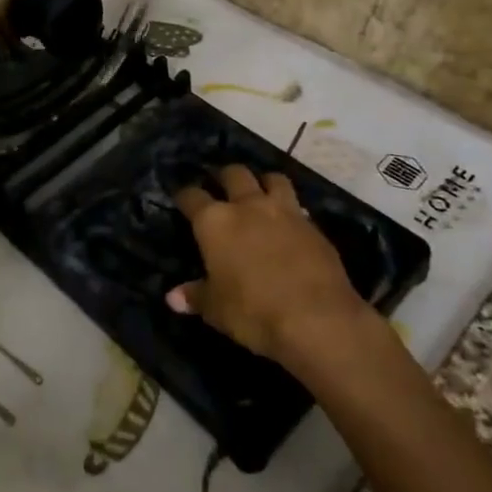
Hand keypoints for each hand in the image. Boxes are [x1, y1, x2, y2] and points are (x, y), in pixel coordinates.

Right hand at [169, 165, 367, 366]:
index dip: (184, 196)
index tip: (182, 199)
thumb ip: (196, 296)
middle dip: (224, 177)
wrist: (317, 318)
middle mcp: (247, 206)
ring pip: (272, 178)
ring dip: (263, 182)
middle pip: (234, 174)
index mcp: (215, 222)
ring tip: (260, 193)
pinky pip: (298, 206)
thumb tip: (174, 297)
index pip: (192, 196)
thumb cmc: (254, 312)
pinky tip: (288, 225)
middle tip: (221, 187)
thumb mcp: (216, 309)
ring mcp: (284, 212)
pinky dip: (290, 210)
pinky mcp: (314, 226)